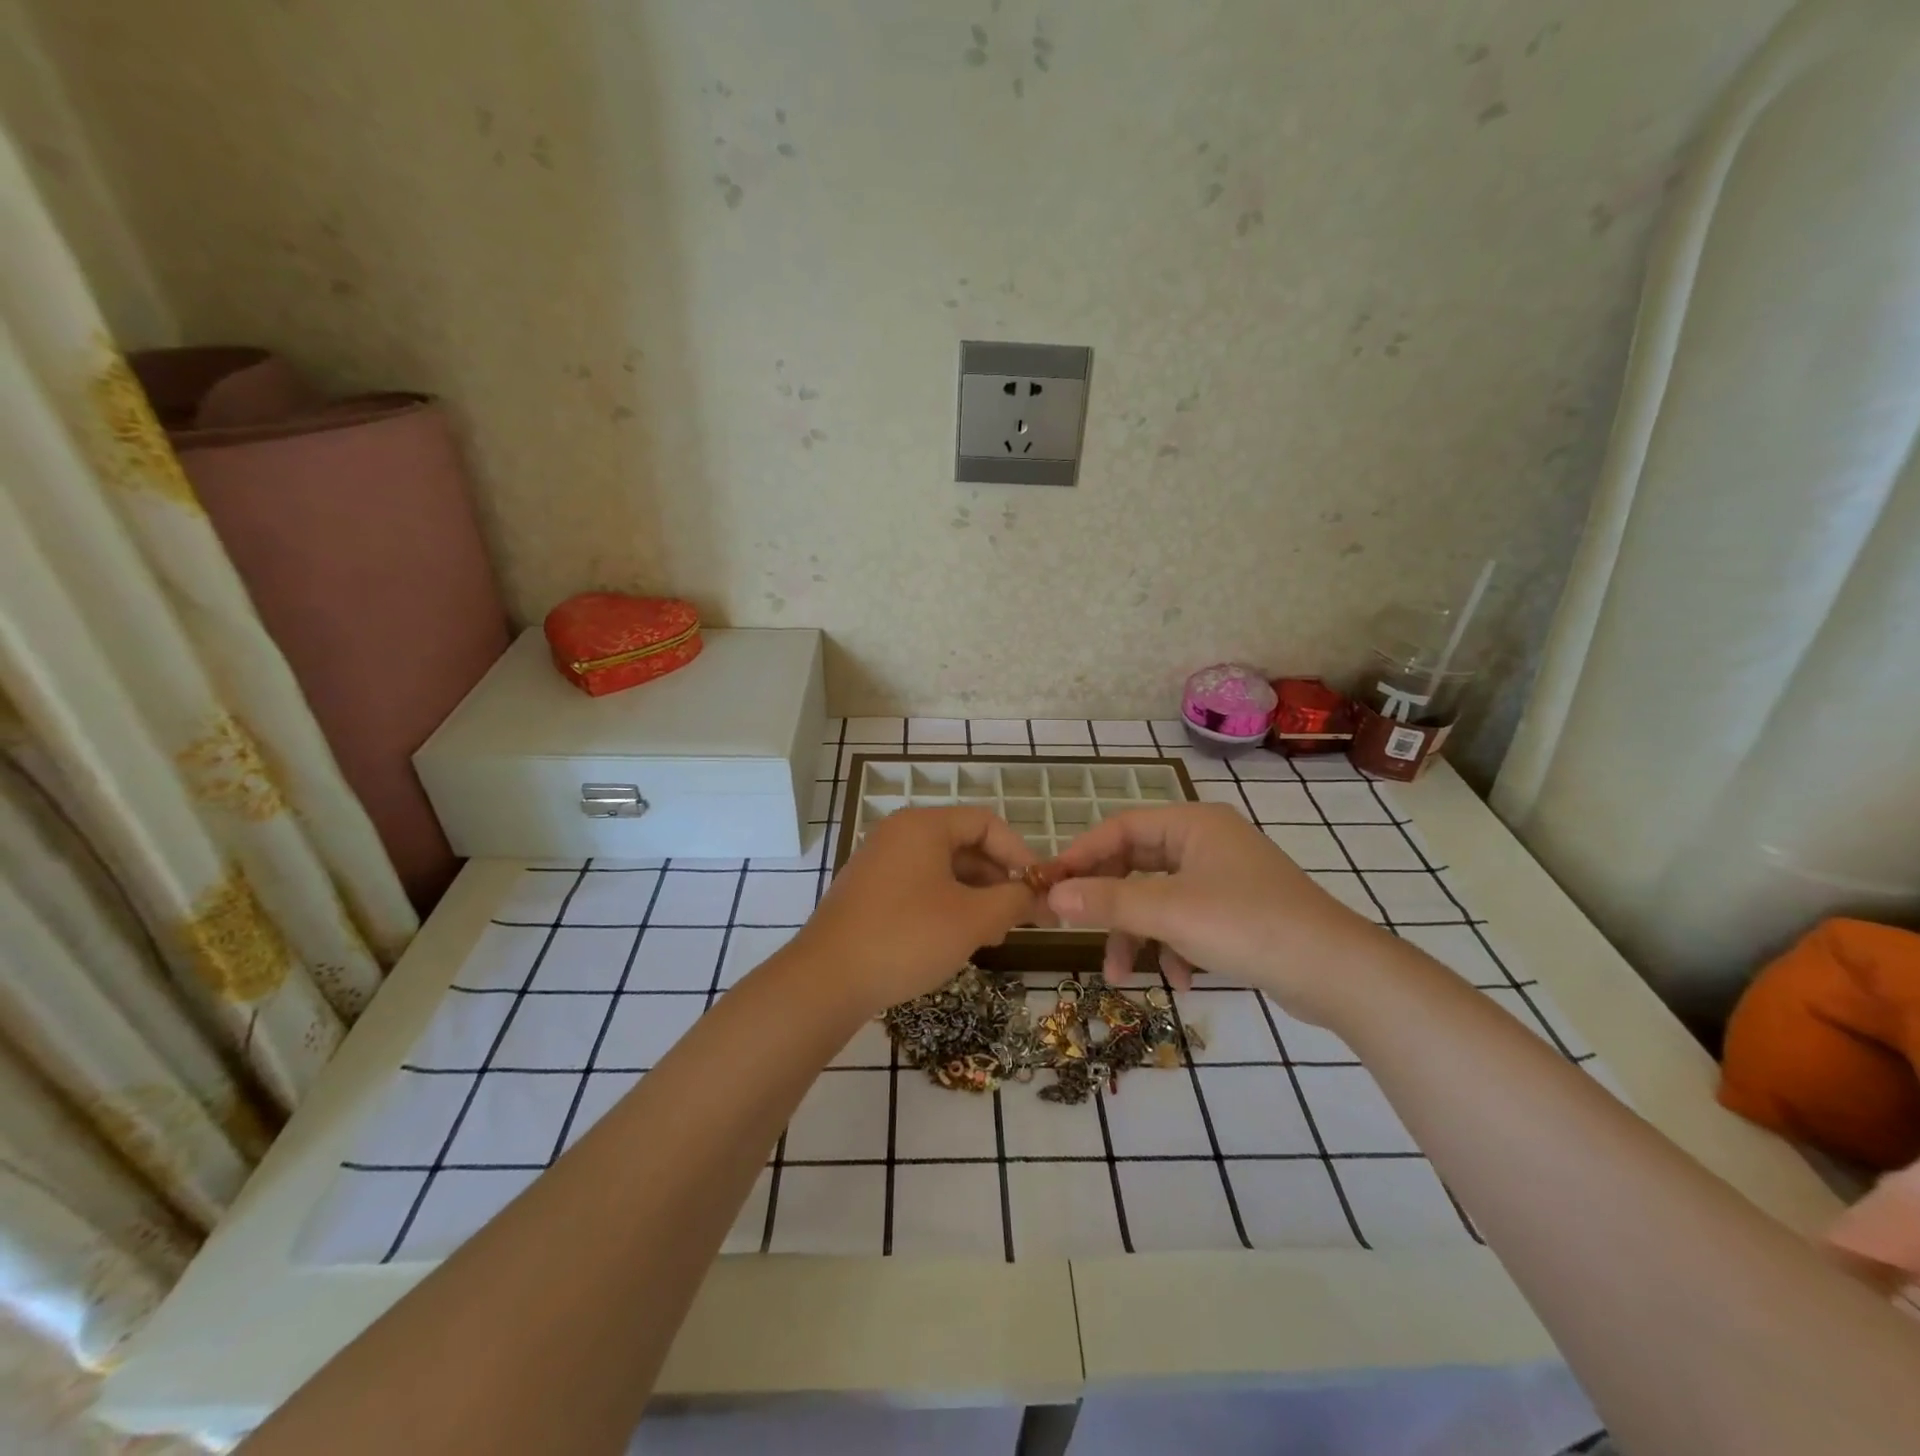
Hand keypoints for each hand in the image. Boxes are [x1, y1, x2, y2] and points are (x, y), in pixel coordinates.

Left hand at [789, 807, 1039, 1014]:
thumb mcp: (972, 919)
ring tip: (993, 935)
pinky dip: (947, 905)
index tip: (1040, 889)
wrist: (826, 980)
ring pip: (943, 869)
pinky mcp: (869, 891)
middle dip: (998, 879)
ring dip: (975, 896)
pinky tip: (958, 938)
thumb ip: (1014, 900)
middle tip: (1021, 918)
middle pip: (965, 844)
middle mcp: (899, 834)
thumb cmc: (907, 937)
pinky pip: (920, 886)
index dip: (1020, 853)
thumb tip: (1038, 895)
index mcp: (923, 826)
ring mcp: (880, 862)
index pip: (986, 823)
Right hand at [1046, 802, 1399, 1024]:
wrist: (1337, 973)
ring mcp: (1225, 877)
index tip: (1050, 886)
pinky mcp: (1239, 911)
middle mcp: (1207, 842)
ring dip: (1139, 935)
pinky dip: (1175, 947)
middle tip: (1077, 929)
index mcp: (1192, 824)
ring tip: (1123, 977)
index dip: (1082, 855)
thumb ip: (1107, 901)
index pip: (1120, 828)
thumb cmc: (1246, 925)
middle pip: (1137, 864)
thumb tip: (1052, 895)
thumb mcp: (1168, 912)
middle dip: (1110, 905)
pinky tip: (1181, 981)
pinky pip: (1188, 920)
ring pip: (1160, 898)